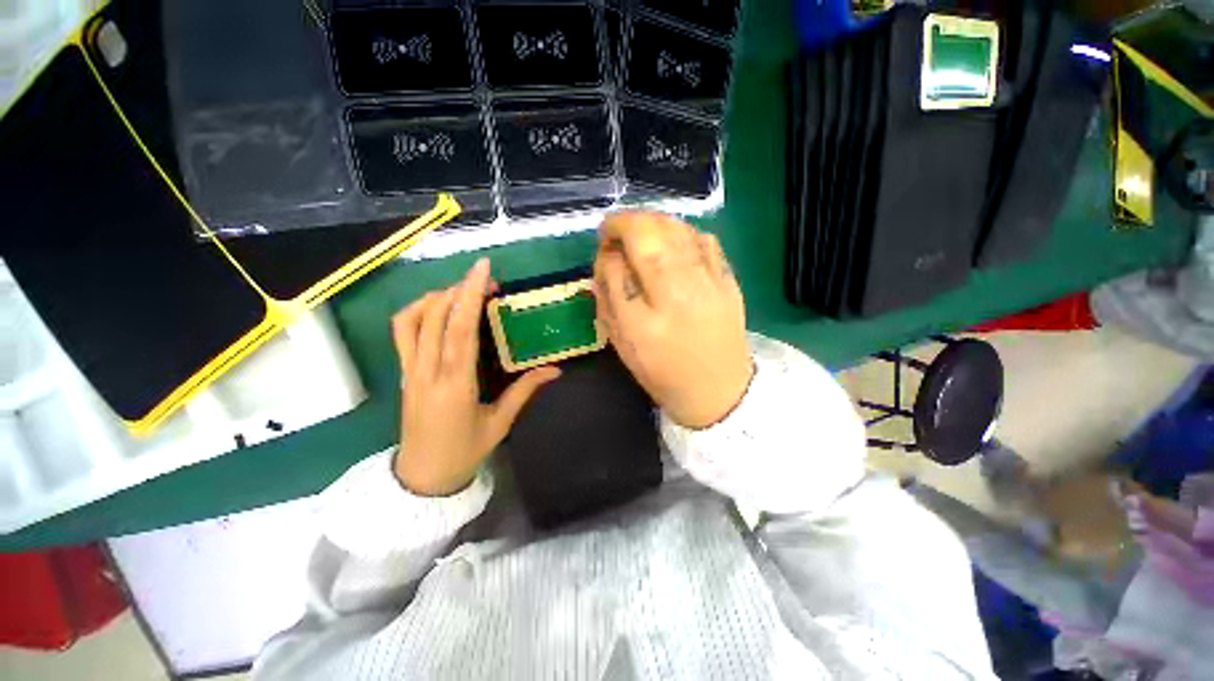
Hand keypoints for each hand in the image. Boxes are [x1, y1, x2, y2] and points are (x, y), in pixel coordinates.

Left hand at [392, 258, 559, 495]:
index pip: (461, 330)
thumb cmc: (465, 452)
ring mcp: (410, 371)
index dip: (470, 296)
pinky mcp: (404, 373)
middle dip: (459, 288)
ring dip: (436, 297)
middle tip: (485, 278)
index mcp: (456, 385)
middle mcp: (428, 372)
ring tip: (462, 292)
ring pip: (411, 320)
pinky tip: (438, 310)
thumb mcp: (500, 423)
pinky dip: (418, 311)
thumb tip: (555, 370)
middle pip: (436, 317)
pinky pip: (402, 333)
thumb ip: (525, 391)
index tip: (483, 269)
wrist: (422, 478)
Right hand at [594, 212, 752, 428]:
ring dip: (652, 222)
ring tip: (643, 234)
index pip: (616, 263)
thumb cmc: (663, 372)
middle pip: (648, 233)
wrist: (719, 390)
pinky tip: (674, 245)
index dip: (607, 244)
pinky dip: (682, 232)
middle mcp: (676, 293)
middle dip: (626, 222)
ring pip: (676, 228)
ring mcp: (708, 283)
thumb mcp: (624, 343)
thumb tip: (607, 258)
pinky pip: (704, 238)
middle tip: (618, 234)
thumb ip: (609, 299)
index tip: (604, 245)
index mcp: (643, 320)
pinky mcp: (728, 280)